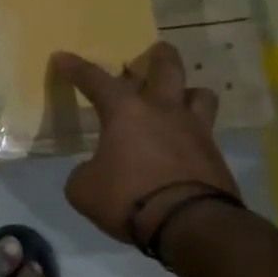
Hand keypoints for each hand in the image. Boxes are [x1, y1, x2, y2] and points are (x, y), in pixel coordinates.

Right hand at [53, 42, 240, 251]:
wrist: (191, 225)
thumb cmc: (129, 198)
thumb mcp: (84, 190)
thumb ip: (84, 173)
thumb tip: (91, 171)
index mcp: (126, 112)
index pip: (95, 80)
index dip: (75, 68)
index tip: (62, 56)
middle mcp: (163, 111)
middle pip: (167, 68)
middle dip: (159, 55)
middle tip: (155, 50)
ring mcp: (195, 131)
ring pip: (200, 94)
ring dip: (187, 92)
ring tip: (179, 100)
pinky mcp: (215, 157)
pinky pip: (206, 133)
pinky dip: (195, 134)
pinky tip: (185, 146)